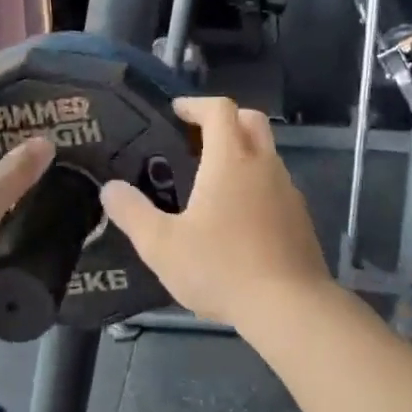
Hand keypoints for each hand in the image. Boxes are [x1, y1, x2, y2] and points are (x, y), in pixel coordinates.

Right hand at [100, 97, 330, 331]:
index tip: (176, 112)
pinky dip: (256, 183)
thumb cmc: (222, 268)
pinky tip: (238, 217)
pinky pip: (276, 184)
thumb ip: (133, 213)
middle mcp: (264, 165)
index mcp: (231, 160)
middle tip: (196, 138)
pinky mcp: (300, 216)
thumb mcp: (162, 246)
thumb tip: (110, 189)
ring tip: (211, 181)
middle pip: (251, 120)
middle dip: (224, 119)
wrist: (290, 306)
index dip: (196, 104)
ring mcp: (288, 190)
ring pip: (266, 153)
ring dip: (242, 152)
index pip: (220, 110)